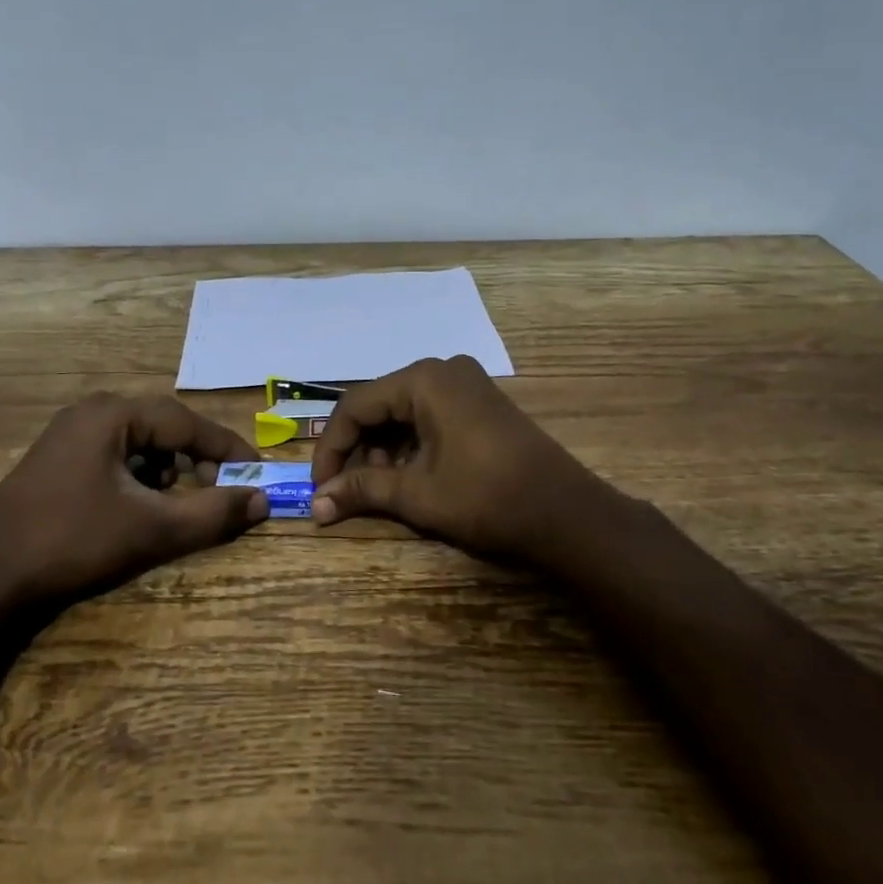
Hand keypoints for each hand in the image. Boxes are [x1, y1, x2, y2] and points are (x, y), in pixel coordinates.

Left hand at [0, 392, 267, 603]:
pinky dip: (140, 478)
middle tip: (221, 491)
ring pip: (141, 443)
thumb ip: (212, 513)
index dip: (226, 448)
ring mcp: (71, 433)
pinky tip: (138, 509)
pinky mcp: (59, 459)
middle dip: (197, 461)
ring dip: (168, 471)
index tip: (256, 472)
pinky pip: (117, 456)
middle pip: (165, 428)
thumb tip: (263, 501)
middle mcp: (93, 412)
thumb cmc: (70, 541)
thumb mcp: (150, 528)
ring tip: (176, 505)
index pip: (187, 422)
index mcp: (114, 414)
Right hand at [309, 355, 616, 564]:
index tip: (320, 488)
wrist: (566, 513)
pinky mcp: (480, 403)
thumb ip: (363, 489)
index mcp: (424, 379)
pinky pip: (429, 415)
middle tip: (349, 493)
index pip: (356, 406)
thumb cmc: (487, 498)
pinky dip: (411, 445)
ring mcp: (465, 384)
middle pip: (380, 405)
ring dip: (384, 450)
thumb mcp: (417, 494)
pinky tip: (410, 477)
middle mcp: (443, 370)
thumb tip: (315, 504)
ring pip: (403, 412)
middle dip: (359, 450)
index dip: (331, 448)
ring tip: (381, 490)